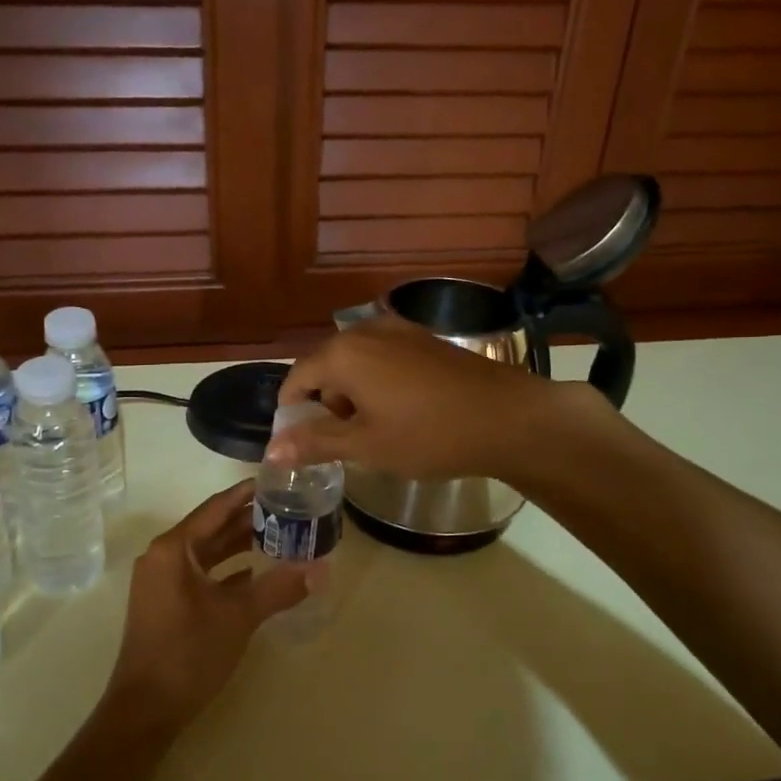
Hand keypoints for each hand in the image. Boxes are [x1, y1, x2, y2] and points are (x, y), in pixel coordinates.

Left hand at [101, 481, 311, 734]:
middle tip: (288, 507)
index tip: (277, 480)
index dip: (246, 493)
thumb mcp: (238, 617)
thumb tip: (321, 569)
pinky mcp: (166, 602)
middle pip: (211, 527)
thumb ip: (279, 588)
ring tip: (280, 534)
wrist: (146, 709)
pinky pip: (201, 574)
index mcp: (173, 549)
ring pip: (207, 553)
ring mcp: (162, 581)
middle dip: (248, 519)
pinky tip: (257, 572)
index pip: (216, 508)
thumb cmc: (188, 654)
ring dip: (239, 545)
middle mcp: (163, 557)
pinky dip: (228, 570)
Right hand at [270, 318, 613, 480]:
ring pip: (354, 362)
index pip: (296, 379)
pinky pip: (382, 358)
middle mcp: (365, 331)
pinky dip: (376, 383)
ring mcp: (398, 330)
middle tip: (342, 443)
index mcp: (342, 353)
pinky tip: (400, 411)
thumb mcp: (366, 445)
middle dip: (325, 404)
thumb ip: (315, 442)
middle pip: (325, 367)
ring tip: (374, 431)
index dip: (291, 413)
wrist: (509, 417)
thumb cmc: (429, 435)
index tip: (300, 443)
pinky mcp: (424, 338)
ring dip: (352, 395)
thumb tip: (271, 450)